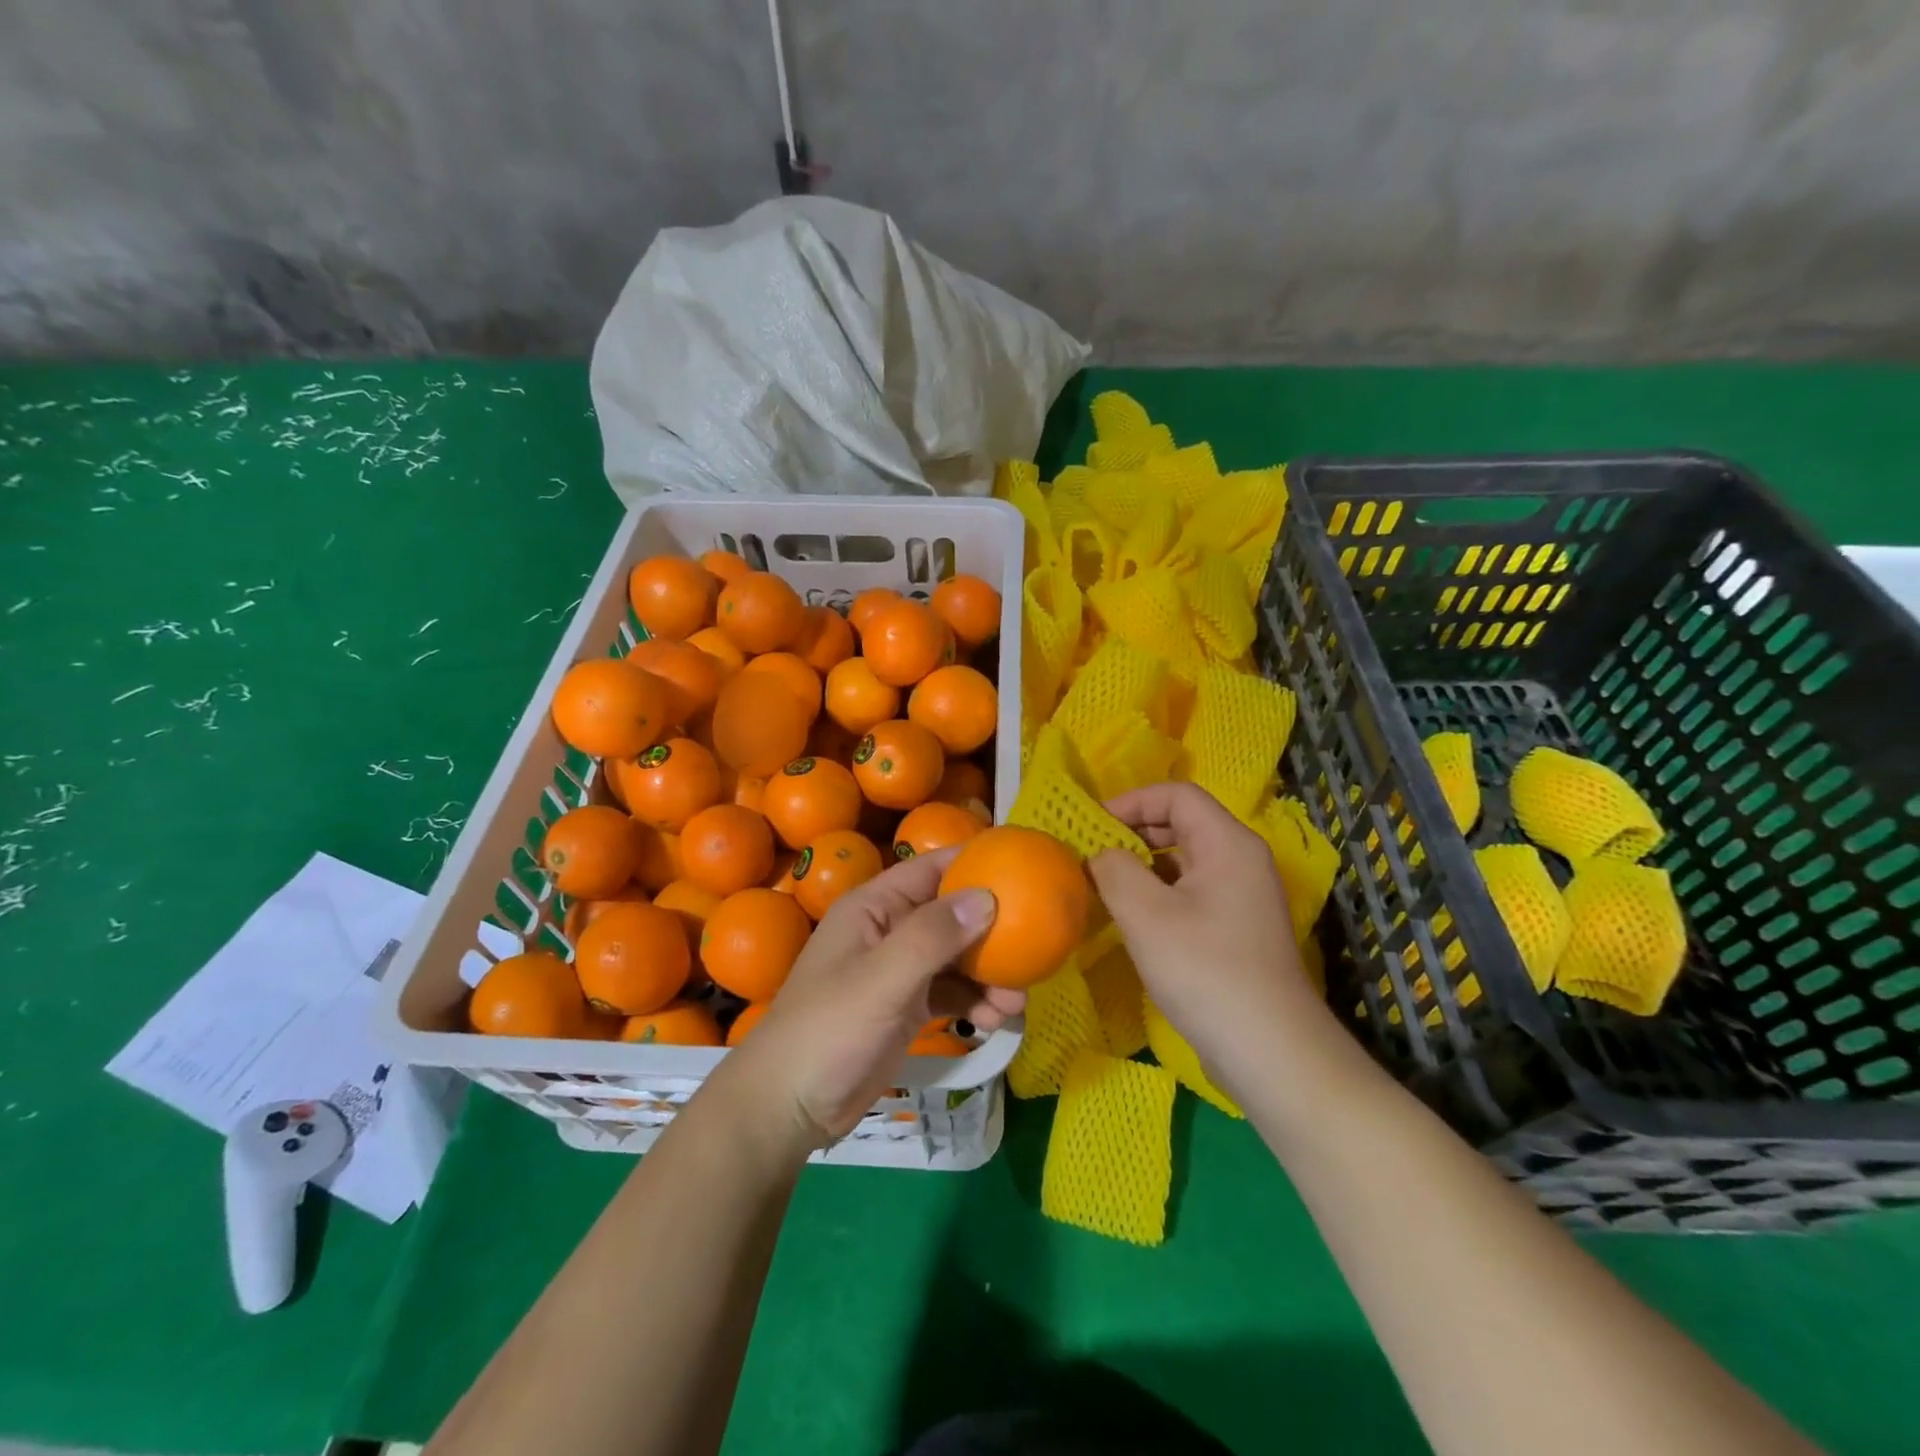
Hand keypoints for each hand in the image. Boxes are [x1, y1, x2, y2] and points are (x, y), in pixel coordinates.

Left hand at [732, 847, 1025, 1143]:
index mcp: (874, 906)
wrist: (789, 1107)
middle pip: (951, 914)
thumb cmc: (829, 1030)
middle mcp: (888, 930)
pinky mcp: (905, 1007)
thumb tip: (988, 896)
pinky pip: (949, 992)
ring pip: (955, 957)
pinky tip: (995, 1021)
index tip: (1023, 866)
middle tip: (1034, 945)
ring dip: (988, 973)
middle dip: (992, 929)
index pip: (931, 868)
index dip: (974, 862)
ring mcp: (898, 970)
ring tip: (1018, 1001)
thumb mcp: (883, 979)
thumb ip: (934, 936)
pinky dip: (974, 1001)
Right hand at [1088, 783, 1331, 1073]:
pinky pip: (1193, 893)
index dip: (1131, 801)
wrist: (1270, 1050)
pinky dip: (1160, 895)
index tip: (1092, 826)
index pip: (1176, 795)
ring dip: (1144, 867)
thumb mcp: (1146, 914)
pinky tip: (1135, 921)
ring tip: (1106, 888)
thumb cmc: (1205, 970)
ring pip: (1186, 861)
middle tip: (1094, 856)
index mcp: (1227, 843)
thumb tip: (1101, 854)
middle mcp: (1241, 860)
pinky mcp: (1239, 929)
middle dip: (1134, 833)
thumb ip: (1114, 870)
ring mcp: (1243, 897)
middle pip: (1183, 823)